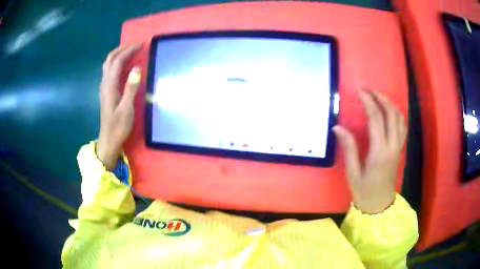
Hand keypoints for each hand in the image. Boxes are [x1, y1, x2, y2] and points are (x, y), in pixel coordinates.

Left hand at [97, 44, 141, 169]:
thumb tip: (137, 68)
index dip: (129, 50)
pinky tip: (125, 65)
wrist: (108, 140)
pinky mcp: (106, 91)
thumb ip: (131, 88)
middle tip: (136, 45)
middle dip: (122, 48)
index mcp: (110, 86)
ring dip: (118, 54)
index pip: (118, 61)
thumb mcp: (127, 109)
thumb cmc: (118, 127)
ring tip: (131, 51)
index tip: (141, 44)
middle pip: (110, 59)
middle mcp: (105, 83)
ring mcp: (104, 87)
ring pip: (108, 64)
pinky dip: (117, 63)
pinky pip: (110, 71)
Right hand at [333, 90, 406, 213]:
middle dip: (380, 98)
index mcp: (379, 152)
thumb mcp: (353, 173)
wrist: (380, 205)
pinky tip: (389, 110)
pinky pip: (402, 126)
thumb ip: (349, 148)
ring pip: (399, 118)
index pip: (376, 119)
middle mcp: (392, 146)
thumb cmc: (364, 191)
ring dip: (390, 104)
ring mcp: (398, 147)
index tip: (360, 91)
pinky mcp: (400, 149)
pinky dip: (396, 113)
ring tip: (378, 96)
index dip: (368, 102)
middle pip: (391, 114)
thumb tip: (338, 127)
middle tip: (369, 90)